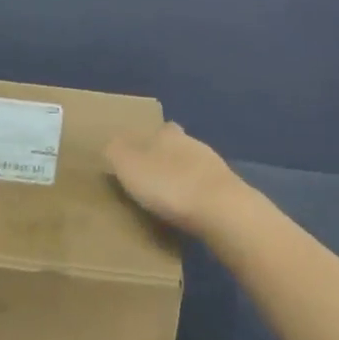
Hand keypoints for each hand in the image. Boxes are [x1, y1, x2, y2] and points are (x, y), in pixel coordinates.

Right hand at [105, 122, 250, 238]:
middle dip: (166, 159)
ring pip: (193, 166)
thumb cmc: (168, 184)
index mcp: (167, 134)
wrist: (221, 209)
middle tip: (151, 179)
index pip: (158, 129)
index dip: (147, 141)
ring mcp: (214, 166)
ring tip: (169, 198)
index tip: (137, 157)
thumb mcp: (129, 166)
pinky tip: (190, 211)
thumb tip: (110, 142)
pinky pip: (206, 188)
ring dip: (183, 178)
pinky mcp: (228, 190)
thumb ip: (116, 151)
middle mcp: (192, 143)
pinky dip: (197, 196)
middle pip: (177, 146)